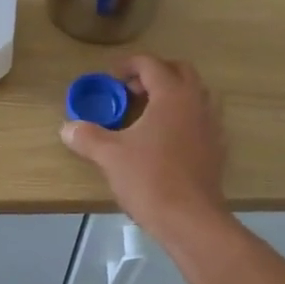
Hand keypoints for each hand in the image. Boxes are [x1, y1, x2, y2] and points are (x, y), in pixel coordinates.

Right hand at [60, 55, 228, 246]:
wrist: (190, 219)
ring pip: (194, 95)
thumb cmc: (150, 179)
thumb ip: (87, 136)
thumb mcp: (110, 156)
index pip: (151, 64)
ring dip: (170, 95)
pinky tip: (163, 140)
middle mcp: (197, 102)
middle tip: (130, 91)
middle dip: (153, 74)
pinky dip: (182, 118)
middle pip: (179, 71)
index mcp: (173, 95)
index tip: (110, 79)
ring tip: (145, 114)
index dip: (128, 66)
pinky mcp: (217, 148)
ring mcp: (212, 125)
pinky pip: (200, 119)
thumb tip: (67, 128)